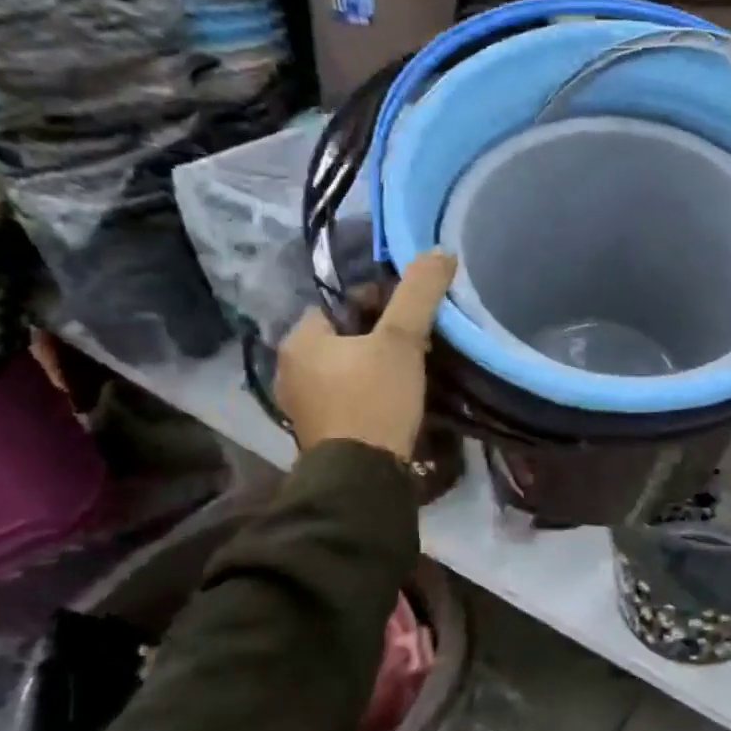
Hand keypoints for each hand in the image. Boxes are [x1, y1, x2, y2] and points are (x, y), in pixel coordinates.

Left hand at [275, 252, 456, 455]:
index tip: (408, 317)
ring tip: (413, 373)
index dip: (375, 304)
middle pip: (344, 337)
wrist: (363, 477)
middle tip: (417, 345)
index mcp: (299, 341)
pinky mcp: (320, 434)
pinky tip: (397, 402)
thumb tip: (440, 252)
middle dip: (378, 337)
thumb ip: (418, 294)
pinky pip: (347, 397)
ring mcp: (302, 406)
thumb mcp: (402, 340)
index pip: (337, 304)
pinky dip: (370, 394)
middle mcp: (290, 370)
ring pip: (346, 369)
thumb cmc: (374, 398)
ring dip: (376, 367)